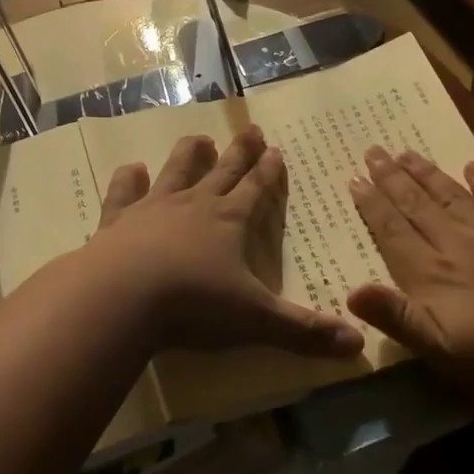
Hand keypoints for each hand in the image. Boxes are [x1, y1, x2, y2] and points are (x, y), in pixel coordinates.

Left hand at [89, 126, 363, 358]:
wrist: (120, 298)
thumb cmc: (193, 304)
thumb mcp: (256, 320)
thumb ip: (304, 331)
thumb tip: (357, 344)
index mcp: (229, 222)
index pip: (256, 190)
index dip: (268, 172)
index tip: (276, 149)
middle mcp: (193, 206)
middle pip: (222, 171)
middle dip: (239, 152)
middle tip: (250, 129)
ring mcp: (152, 209)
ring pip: (176, 171)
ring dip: (188, 154)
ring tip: (198, 138)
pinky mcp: (116, 221)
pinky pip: (124, 193)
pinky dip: (128, 180)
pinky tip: (131, 169)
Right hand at [346, 147, 473, 409]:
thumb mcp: (443, 353)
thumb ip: (397, 318)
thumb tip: (350, 291)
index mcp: (432, 275)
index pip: (393, 232)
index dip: (372, 206)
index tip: (354, 178)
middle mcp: (457, 245)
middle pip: (417, 205)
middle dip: (392, 178)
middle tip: (372, 150)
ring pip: (451, 196)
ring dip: (426, 173)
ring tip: (406, 152)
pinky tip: (471, 167)